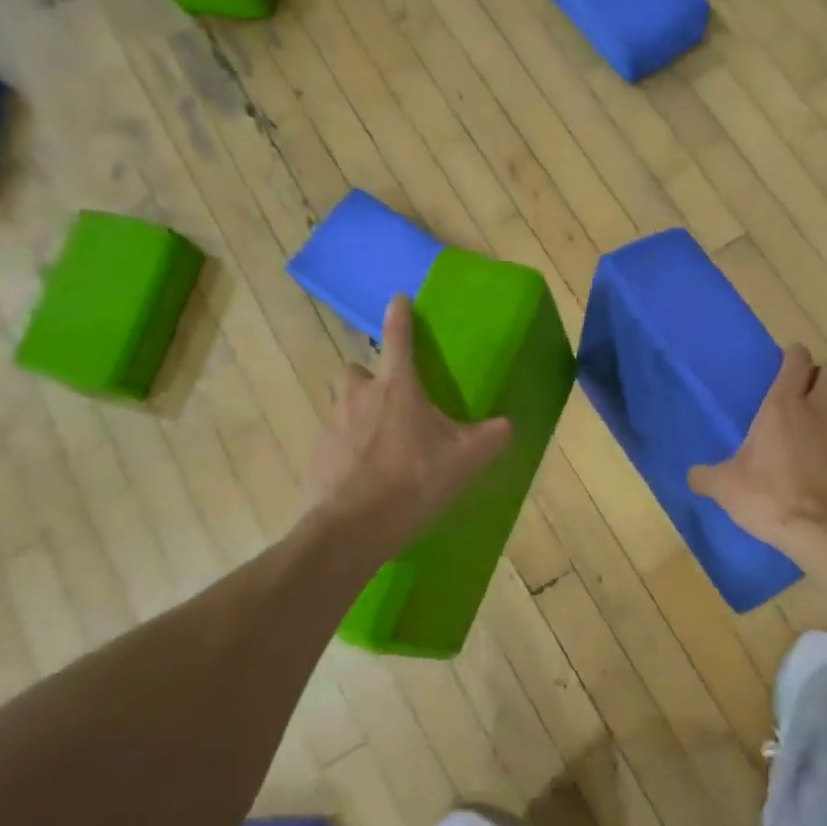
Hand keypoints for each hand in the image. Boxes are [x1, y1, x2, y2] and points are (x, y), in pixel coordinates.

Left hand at [304, 296, 512, 547]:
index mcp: (397, 388)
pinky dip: (348, 450)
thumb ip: (491, 437)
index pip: (398, 338)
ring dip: (358, 414)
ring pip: (343, 405)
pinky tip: (364, 475)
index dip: (400, 315)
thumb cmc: (413, 480)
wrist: (353, 527)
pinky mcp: (317, 455)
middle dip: (369, 377)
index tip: (398, 297)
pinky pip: (334, 441)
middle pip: (356, 370)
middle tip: (390, 399)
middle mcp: (359, 396)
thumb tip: (509, 424)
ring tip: (380, 442)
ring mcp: (332, 425)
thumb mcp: (465, 459)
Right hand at [688, 345, 826, 551]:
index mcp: (785, 406)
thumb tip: (692, 476)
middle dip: (824, 375)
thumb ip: (707, 476)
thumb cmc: (772, 499)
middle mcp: (823, 407)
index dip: (793, 357)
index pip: (797, 360)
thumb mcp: (727, 489)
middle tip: (810, 393)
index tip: (786, 365)